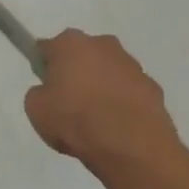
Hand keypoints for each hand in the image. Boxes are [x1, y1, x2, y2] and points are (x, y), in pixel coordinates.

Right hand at [24, 30, 177, 166]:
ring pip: (109, 71)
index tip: (44, 85)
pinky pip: (129, 91)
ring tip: (96, 120)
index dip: (44, 66)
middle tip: (69, 103)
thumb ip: (39, 93)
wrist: (130, 145)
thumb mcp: (36, 110)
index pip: (48, 48)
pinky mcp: (153, 86)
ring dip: (102, 86)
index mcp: (71, 44)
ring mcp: (132, 64)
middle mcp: (103, 44)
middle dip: (76, 72)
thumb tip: (49, 91)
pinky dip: (123, 103)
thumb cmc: (75, 120)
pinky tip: (118, 126)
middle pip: (82, 55)